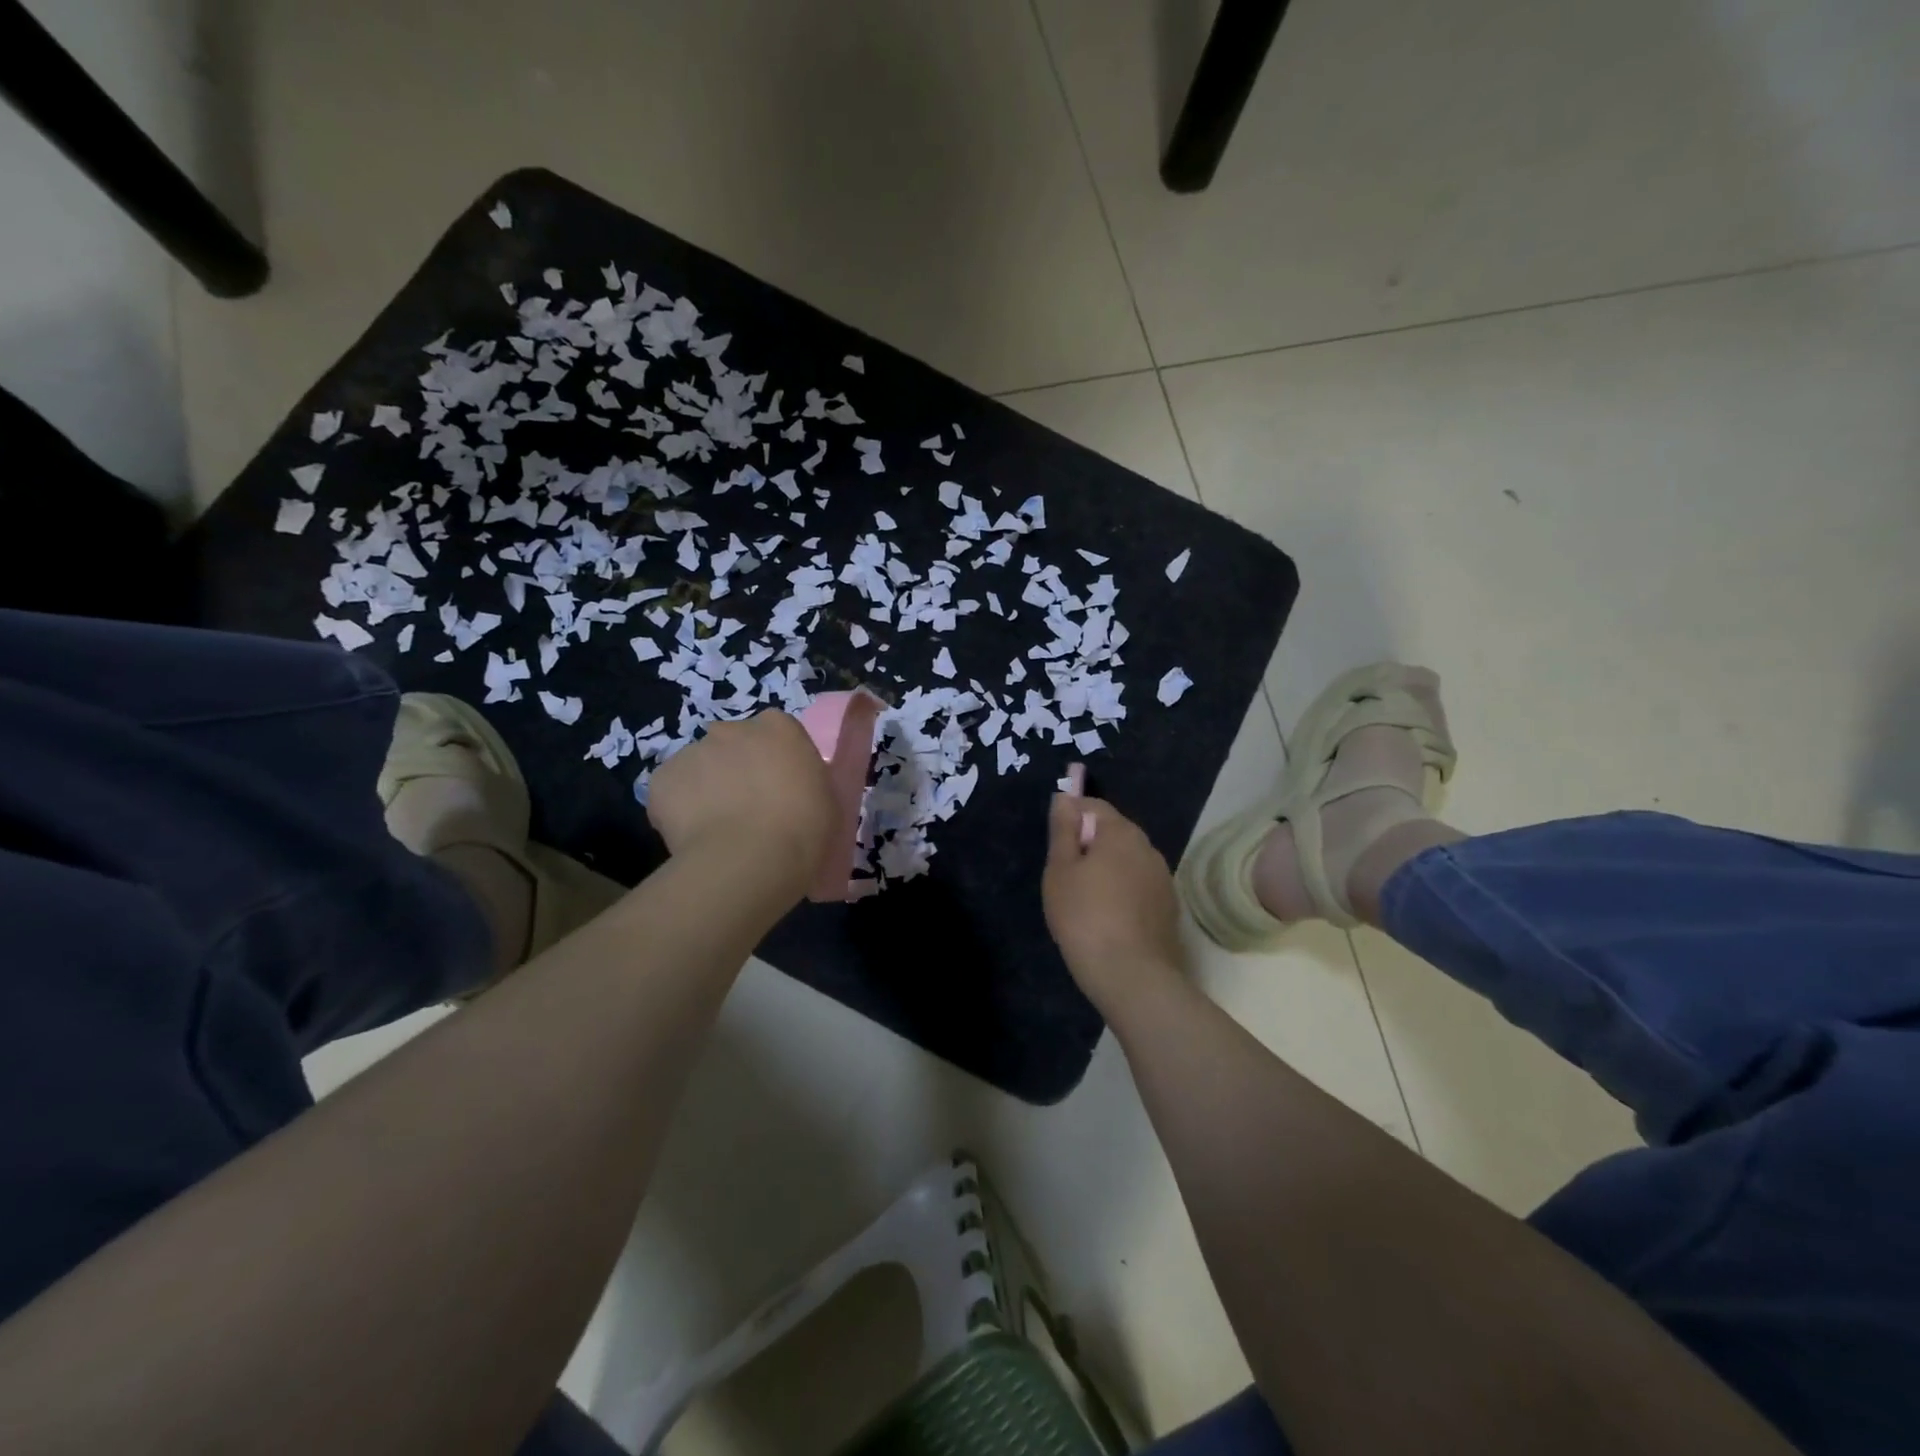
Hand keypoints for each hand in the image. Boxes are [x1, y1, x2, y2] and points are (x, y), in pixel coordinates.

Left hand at [648, 712, 837, 896]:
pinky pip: (671, 792)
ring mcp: (692, 750)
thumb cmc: (804, 828)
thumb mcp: (825, 798)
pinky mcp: (662, 778)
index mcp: (778, 727)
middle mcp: (732, 729)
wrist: (750, 859)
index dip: (774, 762)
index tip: (779, 790)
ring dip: (706, 789)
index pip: (774, 734)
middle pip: (732, 745)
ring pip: (699, 768)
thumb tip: (789, 790)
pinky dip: (678, 810)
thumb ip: (804, 781)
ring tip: (719, 831)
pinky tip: (694, 837)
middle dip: (736, 770)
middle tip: (747, 810)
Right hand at [1042, 793, 1186, 1014]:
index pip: (1094, 806)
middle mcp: (1148, 847)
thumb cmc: (1084, 916)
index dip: (1072, 818)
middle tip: (1066, 877)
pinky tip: (1108, 919)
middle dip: (1090, 846)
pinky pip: (1139, 887)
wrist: (1131, 975)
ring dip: (1108, 870)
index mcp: (1121, 832)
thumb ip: (1063, 830)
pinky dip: (1123, 893)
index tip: (1056, 845)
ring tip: (1086, 902)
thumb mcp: (1060, 870)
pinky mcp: (1169, 907)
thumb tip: (1065, 797)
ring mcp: (1163, 879)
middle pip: (1113, 833)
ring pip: (1127, 861)